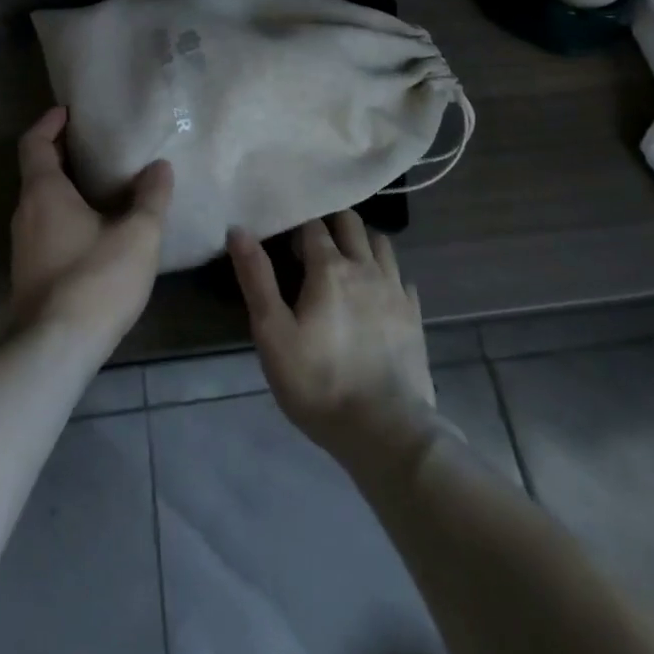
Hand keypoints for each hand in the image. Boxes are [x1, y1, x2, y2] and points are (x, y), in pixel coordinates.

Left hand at [11, 107, 172, 355]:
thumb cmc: (95, 279)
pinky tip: (98, 228)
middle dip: (64, 153)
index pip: (35, 143)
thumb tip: (159, 167)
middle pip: (38, 170)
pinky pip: (46, 227)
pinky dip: (66, 214)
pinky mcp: (29, 273)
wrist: (54, 350)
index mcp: (44, 192)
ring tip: (104, 184)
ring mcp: (24, 246)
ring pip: (42, 201)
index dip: (50, 122)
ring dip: (67, 186)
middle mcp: (26, 212)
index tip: (69, 111)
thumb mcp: (138, 234)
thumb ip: (151, 197)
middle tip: (99, 143)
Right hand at [228, 213, 438, 470]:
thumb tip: (238, 229)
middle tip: (314, 246)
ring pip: (381, 243)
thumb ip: (256, 278)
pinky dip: (387, 275)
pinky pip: (401, 277)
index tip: (286, 241)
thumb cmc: (319, 383)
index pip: (312, 224)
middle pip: (351, 222)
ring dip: (362, 243)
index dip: (297, 226)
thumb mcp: (273, 334)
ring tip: (346, 264)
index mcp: (329, 267)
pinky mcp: (414, 315)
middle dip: (332, 223)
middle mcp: (366, 267)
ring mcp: (395, 289)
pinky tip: (377, 296)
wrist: (386, 432)